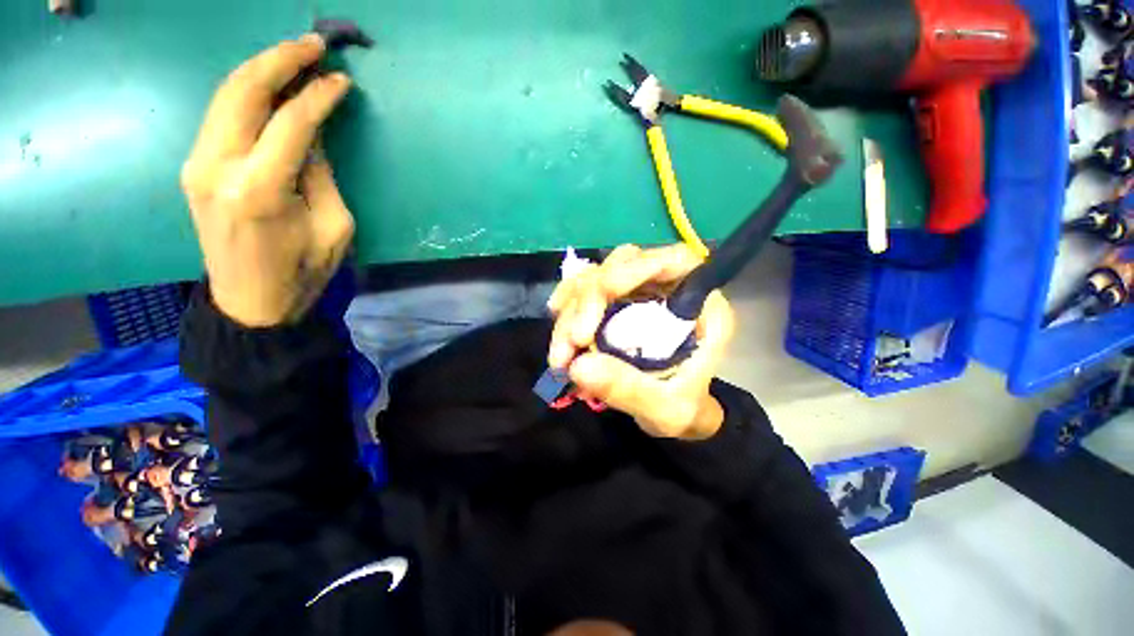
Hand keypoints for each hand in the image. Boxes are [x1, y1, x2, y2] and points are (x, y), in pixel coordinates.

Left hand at [181, 35, 354, 326]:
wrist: (250, 302)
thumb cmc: (303, 272)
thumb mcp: (334, 228)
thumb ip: (321, 176)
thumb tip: (311, 137)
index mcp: (260, 190)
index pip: (291, 123)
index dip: (319, 96)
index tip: (342, 81)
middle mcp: (219, 168)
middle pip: (244, 92)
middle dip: (279, 60)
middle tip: (314, 44)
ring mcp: (198, 165)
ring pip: (225, 96)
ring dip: (259, 70)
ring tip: (293, 56)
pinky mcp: (194, 168)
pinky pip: (220, 116)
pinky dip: (246, 94)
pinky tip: (269, 88)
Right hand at [547, 244, 734, 439]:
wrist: (674, 414)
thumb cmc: (683, 410)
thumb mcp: (665, 409)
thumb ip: (627, 389)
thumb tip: (578, 366)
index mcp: (700, 306)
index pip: (674, 260)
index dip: (636, 267)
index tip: (601, 297)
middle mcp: (668, 289)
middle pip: (623, 264)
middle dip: (590, 298)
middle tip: (572, 341)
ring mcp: (637, 294)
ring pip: (597, 277)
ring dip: (571, 309)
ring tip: (560, 355)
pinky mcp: (615, 304)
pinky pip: (583, 292)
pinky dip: (567, 309)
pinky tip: (559, 334)